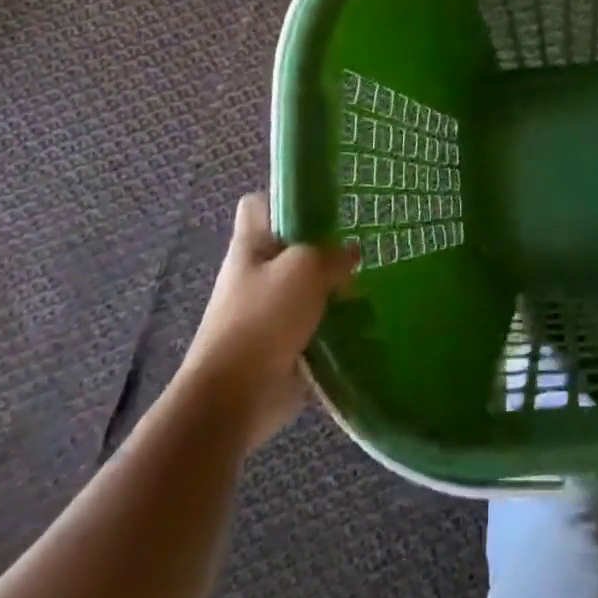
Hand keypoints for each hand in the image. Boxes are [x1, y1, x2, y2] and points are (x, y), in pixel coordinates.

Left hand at [181, 193, 357, 447]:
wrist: (233, 399)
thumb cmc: (263, 319)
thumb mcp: (306, 268)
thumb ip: (333, 255)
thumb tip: (350, 255)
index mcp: (250, 246)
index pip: (259, 204)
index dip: (284, 198)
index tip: (320, 203)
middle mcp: (256, 274)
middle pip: (291, 247)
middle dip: (323, 249)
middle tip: (355, 251)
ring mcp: (267, 312)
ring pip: (306, 288)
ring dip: (333, 291)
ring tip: (364, 288)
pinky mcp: (282, 346)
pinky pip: (314, 326)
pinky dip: (334, 326)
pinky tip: (362, 324)